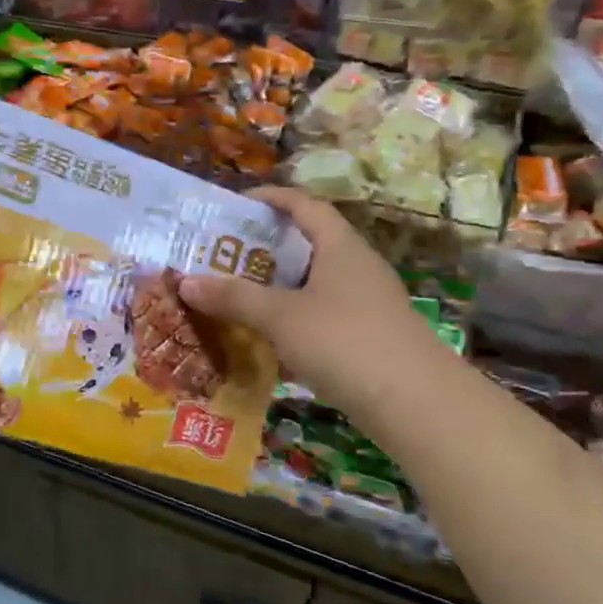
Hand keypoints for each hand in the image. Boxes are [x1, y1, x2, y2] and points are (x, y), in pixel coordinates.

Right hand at [178, 186, 431, 411]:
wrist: (417, 404)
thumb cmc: (345, 341)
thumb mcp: (280, 317)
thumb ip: (234, 297)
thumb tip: (185, 282)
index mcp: (341, 247)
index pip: (306, 206)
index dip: (273, 198)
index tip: (239, 203)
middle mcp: (358, 268)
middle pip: (309, 244)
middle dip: (267, 248)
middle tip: (226, 255)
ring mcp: (368, 304)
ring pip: (315, 284)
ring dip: (279, 287)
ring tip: (240, 295)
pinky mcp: (370, 337)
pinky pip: (324, 315)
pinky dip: (295, 319)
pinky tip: (270, 340)